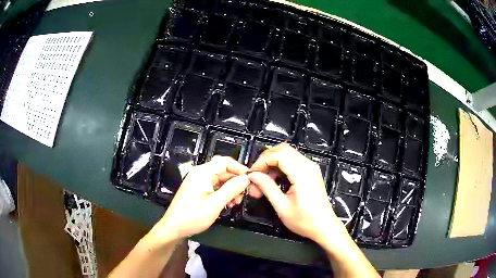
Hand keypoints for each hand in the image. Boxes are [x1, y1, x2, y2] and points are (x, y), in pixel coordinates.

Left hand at [150, 156, 248, 241]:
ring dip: (230, 189)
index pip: (224, 162)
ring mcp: (198, 182)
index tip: (250, 179)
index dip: (239, 168)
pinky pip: (214, 187)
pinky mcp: (197, 190)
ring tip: (236, 202)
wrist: (174, 227)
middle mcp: (200, 174)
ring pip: (220, 180)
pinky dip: (223, 193)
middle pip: (223, 171)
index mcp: (202, 173)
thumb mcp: (215, 204)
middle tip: (244, 195)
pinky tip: (227, 204)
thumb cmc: (192, 216)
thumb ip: (231, 189)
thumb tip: (245, 178)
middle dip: (235, 181)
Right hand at [248, 143, 346, 245]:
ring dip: (273, 163)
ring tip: (263, 181)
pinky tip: (274, 180)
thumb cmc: (304, 221)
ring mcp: (311, 168)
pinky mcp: (311, 172)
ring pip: (288, 154)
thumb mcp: (282, 206)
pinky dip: (281, 166)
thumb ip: (267, 187)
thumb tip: (253, 176)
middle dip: (266, 159)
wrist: (324, 227)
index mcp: (302, 174)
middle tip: (256, 174)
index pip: (278, 156)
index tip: (252, 174)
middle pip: (283, 149)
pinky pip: (293, 161)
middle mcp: (308, 166)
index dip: (262, 162)